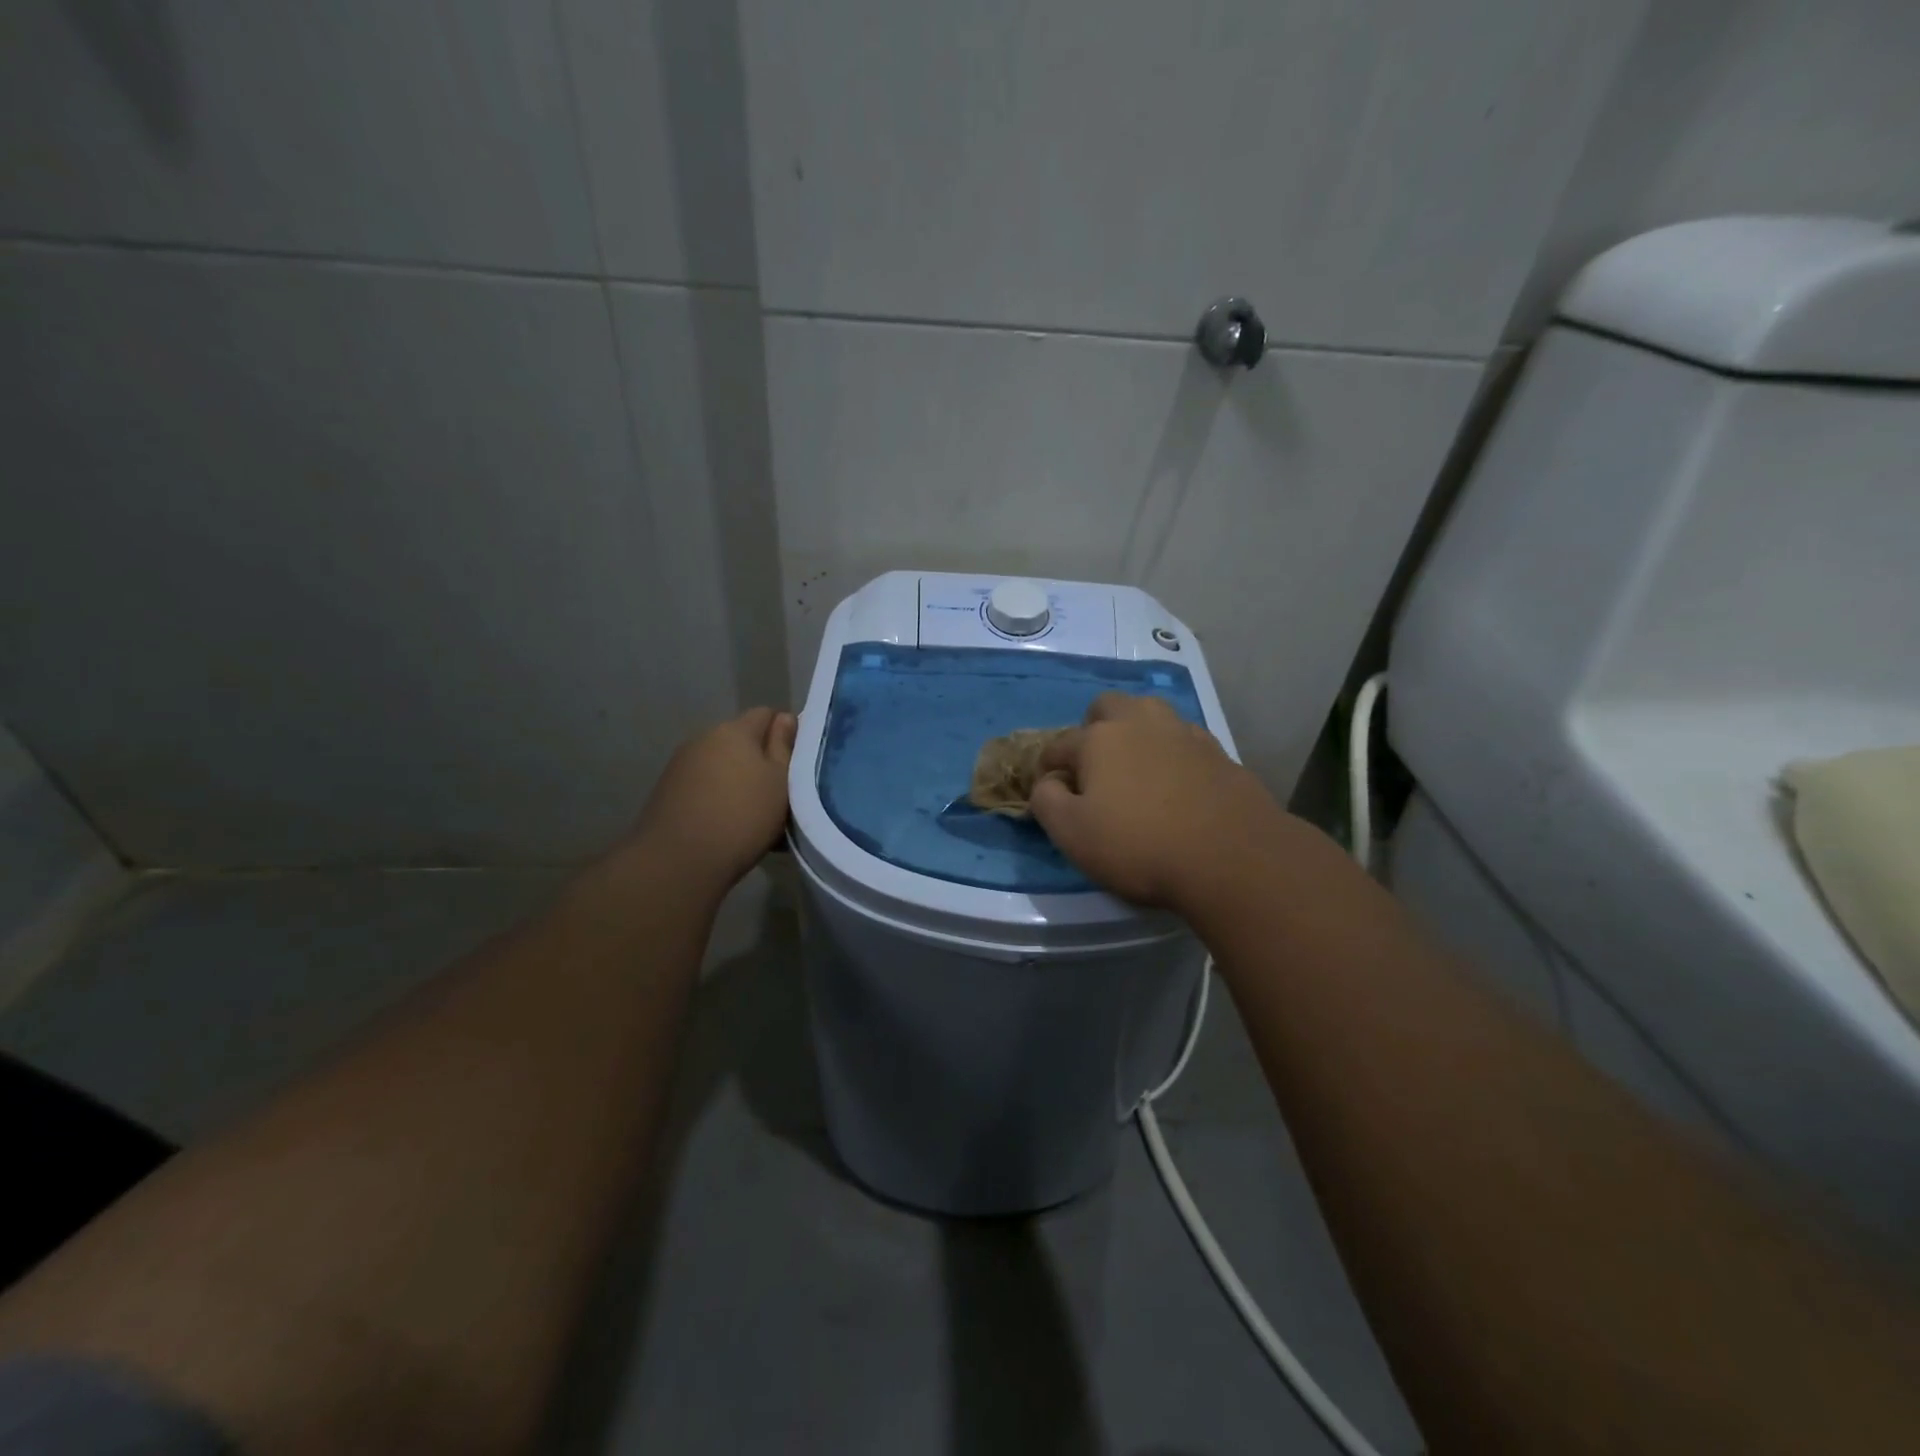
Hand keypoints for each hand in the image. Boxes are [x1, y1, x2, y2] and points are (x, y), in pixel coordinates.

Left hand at [631, 707, 796, 888]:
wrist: (678, 861)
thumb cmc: (742, 816)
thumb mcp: (780, 781)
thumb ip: (784, 747)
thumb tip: (784, 718)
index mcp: (734, 730)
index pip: (766, 714)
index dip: (785, 733)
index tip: (797, 763)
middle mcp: (704, 739)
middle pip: (742, 741)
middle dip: (762, 760)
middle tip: (782, 794)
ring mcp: (681, 766)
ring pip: (723, 766)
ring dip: (740, 782)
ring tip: (756, 815)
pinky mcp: (668, 793)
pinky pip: (706, 787)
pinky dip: (721, 799)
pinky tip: (730, 828)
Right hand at [1029, 693, 1295, 910]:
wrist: (1232, 856)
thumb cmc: (1139, 845)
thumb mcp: (1072, 834)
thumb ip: (1046, 801)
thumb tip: (1049, 782)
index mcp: (1099, 738)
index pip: (1059, 744)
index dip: (1047, 768)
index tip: (1049, 791)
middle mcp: (1140, 723)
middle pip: (1107, 706)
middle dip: (1093, 728)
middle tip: (1094, 767)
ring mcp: (1184, 733)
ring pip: (1150, 715)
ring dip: (1136, 733)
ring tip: (1136, 770)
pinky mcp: (1219, 753)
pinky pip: (1183, 741)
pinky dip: (1171, 753)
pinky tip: (1176, 784)